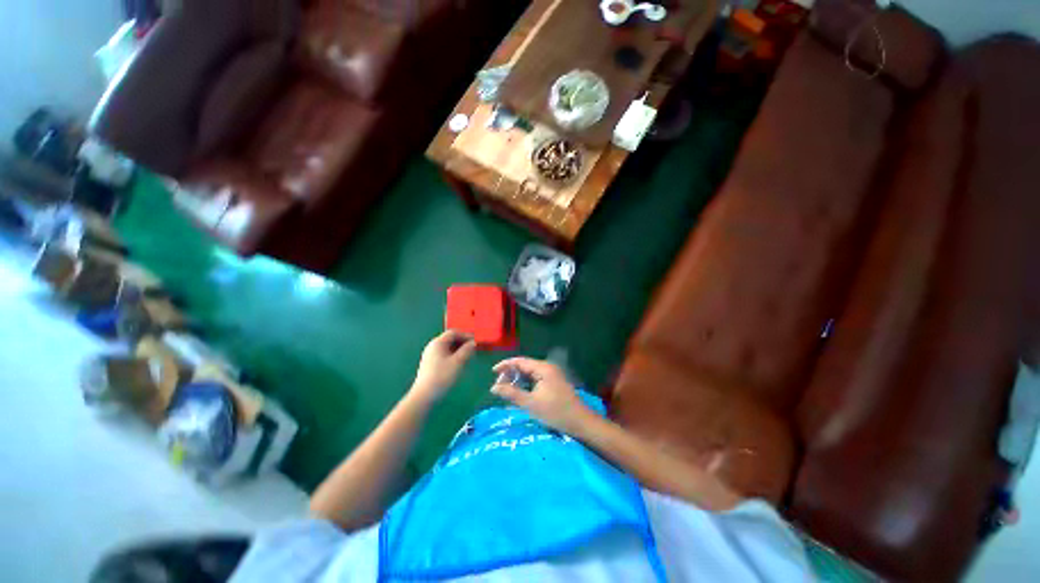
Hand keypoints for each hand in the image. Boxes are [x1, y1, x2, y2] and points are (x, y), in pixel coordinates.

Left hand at [412, 331, 475, 403]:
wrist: (424, 396)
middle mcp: (432, 346)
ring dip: (458, 349)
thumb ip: (467, 350)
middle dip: (462, 342)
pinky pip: (443, 354)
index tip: (475, 341)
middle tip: (473, 348)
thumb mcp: (458, 362)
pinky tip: (458, 363)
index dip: (465, 335)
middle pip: (449, 339)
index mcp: (438, 343)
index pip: (453, 332)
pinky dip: (453, 355)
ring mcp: (430, 355)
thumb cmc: (442, 376)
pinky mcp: (429, 364)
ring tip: (468, 356)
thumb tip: (473, 343)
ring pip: (446, 347)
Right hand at [491, 357, 594, 434]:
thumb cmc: (555, 412)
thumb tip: (493, 387)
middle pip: (525, 366)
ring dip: (518, 380)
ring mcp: (552, 375)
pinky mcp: (554, 383)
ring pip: (530, 373)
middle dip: (510, 374)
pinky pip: (536, 379)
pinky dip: (526, 384)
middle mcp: (548, 368)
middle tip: (499, 385)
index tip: (492, 372)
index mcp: (543, 368)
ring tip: (506, 390)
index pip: (520, 361)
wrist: (581, 422)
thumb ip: (511, 394)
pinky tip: (520, 393)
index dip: (505, 365)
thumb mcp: (530, 404)